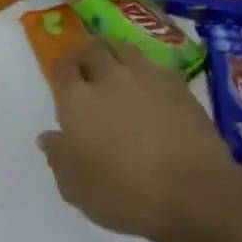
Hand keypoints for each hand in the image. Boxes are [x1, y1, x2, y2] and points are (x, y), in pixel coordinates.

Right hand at [38, 38, 241, 241]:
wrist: (193, 193)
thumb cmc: (123, 194)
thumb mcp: (75, 188)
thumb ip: (58, 157)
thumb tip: (48, 137)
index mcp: (77, 100)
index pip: (62, 67)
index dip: (60, 69)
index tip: (62, 78)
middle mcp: (109, 78)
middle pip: (93, 48)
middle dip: (86, 54)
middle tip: (87, 69)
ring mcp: (147, 77)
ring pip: (125, 48)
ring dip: (116, 54)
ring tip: (117, 69)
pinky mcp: (179, 86)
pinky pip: (156, 66)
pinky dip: (148, 71)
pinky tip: (151, 87)